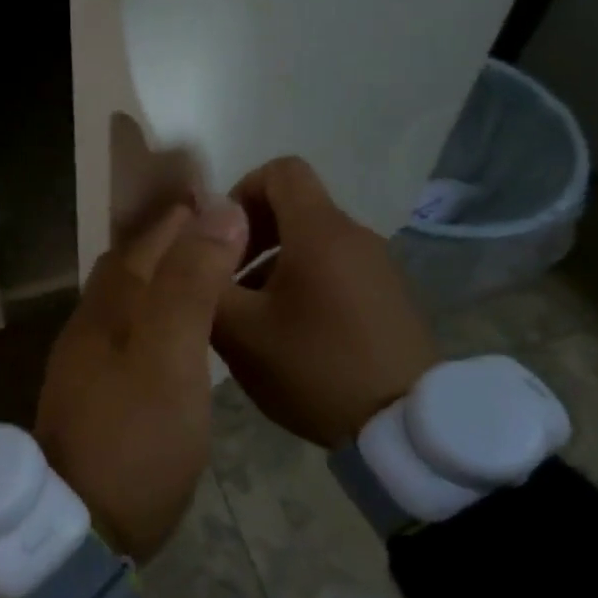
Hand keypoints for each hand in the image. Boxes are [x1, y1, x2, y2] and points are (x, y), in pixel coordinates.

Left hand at [34, 201, 248, 561]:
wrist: (83, 523)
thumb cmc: (134, 436)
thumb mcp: (170, 356)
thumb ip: (190, 284)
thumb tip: (216, 211)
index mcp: (108, 307)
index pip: (144, 241)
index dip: (179, 215)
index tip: (219, 196)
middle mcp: (92, 324)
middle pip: (131, 265)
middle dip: (170, 240)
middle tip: (222, 232)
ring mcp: (91, 361)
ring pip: (129, 300)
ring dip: (164, 278)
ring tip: (210, 275)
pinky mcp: (100, 393)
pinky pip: (131, 333)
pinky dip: (158, 316)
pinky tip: (182, 333)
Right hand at [212, 156, 438, 447]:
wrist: (404, 427)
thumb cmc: (314, 367)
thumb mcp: (239, 331)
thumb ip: (206, 279)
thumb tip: (193, 241)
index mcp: (320, 232)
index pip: (281, 170)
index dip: (241, 191)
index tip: (221, 239)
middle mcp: (354, 235)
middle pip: (294, 206)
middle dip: (250, 234)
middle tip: (226, 281)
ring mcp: (377, 265)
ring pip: (311, 240)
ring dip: (272, 263)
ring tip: (251, 315)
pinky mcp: (387, 294)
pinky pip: (334, 267)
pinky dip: (302, 282)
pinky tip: (288, 332)